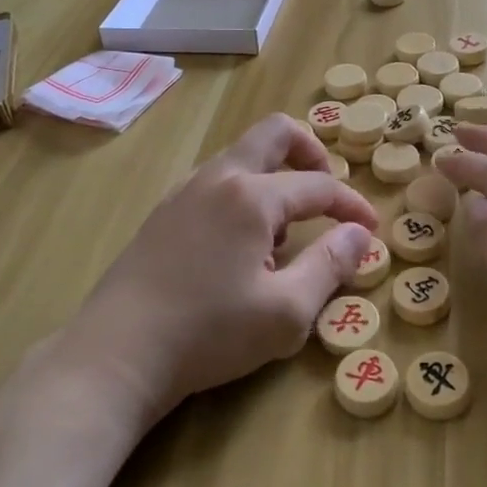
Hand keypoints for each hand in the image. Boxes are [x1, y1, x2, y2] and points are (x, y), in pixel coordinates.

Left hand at [72, 114, 378, 423]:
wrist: (117, 353)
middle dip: (310, 152)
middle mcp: (218, 178)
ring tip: (285, 228)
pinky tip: (242, 242)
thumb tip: (359, 235)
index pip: (317, 185)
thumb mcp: (286, 312)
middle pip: (274, 133)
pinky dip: (243, 192)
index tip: (370, 229)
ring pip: (241, 156)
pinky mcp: (163, 213)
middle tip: (327, 193)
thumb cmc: (209, 333)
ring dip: (274, 175)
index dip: (351, 205)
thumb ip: (330, 266)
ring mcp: (184, 191)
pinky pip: (216, 181)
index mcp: (251, 196)